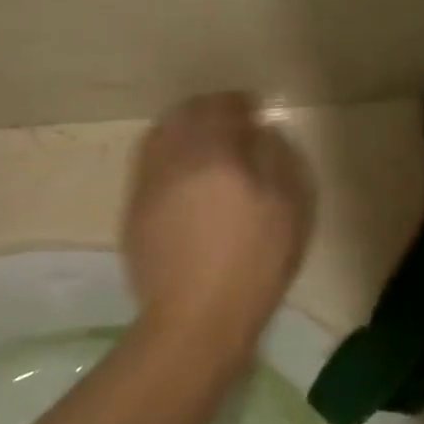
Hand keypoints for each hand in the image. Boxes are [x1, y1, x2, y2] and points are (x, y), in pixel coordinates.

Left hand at [122, 93, 314, 364]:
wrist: (196, 320)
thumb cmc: (253, 265)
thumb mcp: (288, 210)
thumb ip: (279, 159)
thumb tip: (263, 133)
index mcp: (214, 154)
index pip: (222, 107)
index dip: (239, 103)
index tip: (254, 109)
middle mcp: (174, 159)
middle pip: (184, 115)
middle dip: (208, 110)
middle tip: (230, 121)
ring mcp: (148, 185)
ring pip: (160, 136)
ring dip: (183, 130)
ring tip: (203, 144)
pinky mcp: (134, 211)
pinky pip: (149, 165)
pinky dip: (167, 157)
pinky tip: (184, 177)